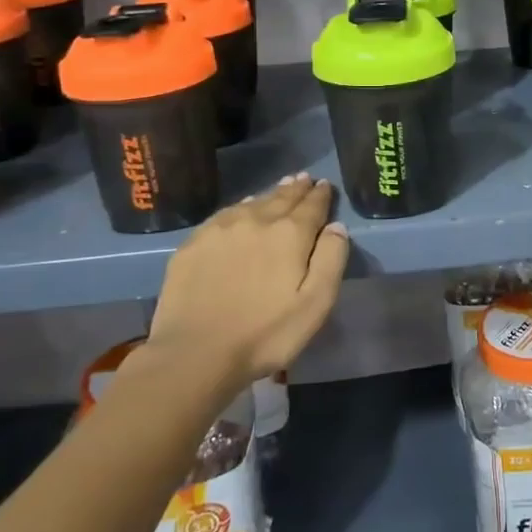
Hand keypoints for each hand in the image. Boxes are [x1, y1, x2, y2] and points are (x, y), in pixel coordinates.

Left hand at [143, 174, 348, 390]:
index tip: (325, 185)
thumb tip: (336, 226)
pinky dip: (241, 206)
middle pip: (282, 197)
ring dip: (271, 193)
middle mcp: (257, 220)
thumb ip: (331, 259)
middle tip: (304, 178)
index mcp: (290, 234)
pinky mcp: (194, 243)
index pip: (312, 205)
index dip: (321, 194)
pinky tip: (243, 209)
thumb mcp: (315, 304)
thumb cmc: (265, 334)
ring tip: (281, 187)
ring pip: (253, 202)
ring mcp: (221, 229)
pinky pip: (225, 213)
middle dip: (297, 188)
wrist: (194, 353)